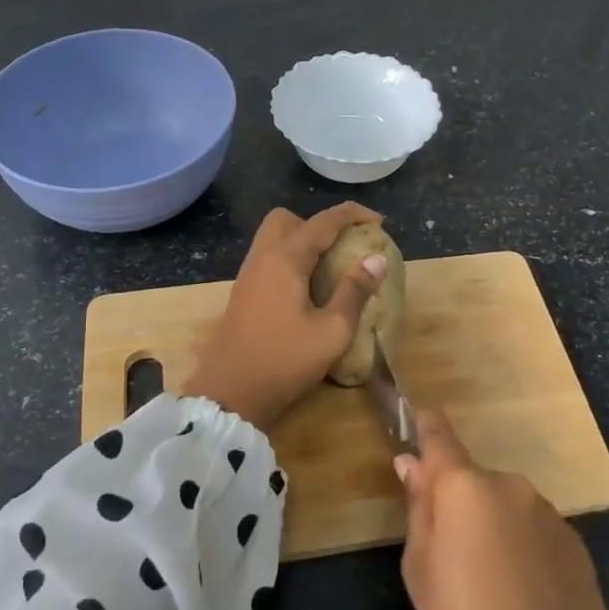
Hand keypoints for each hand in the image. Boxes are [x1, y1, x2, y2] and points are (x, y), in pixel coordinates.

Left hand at [181, 202, 387, 433]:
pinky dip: (290, 261)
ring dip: (302, 242)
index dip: (352, 214)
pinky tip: (308, 290)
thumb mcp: (332, 331)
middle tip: (342, 248)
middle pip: (287, 219)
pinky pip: (268, 260)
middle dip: (317, 224)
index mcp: (285, 259)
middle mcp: (262, 258)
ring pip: (274, 239)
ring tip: (330, 269)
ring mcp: (248, 276)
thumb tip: (375, 260)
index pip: (322, 222)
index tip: (378, 222)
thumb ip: (354, 292)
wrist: (230, 394)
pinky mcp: (243, 295)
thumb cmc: (284, 361)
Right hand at [397, 408, 608, 609]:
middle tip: (450, 553)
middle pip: (472, 479)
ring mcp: (548, 511)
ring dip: (492, 525)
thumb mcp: (419, 570)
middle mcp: (509, 484)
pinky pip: (534, 528)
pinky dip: (522, 546)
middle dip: (459, 500)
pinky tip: (524, 593)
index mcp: (464, 486)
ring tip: (491, 583)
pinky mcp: (575, 539)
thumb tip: (412, 465)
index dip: (424, 425)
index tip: (414, 420)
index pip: (438, 434)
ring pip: (504, 505)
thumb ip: (418, 508)